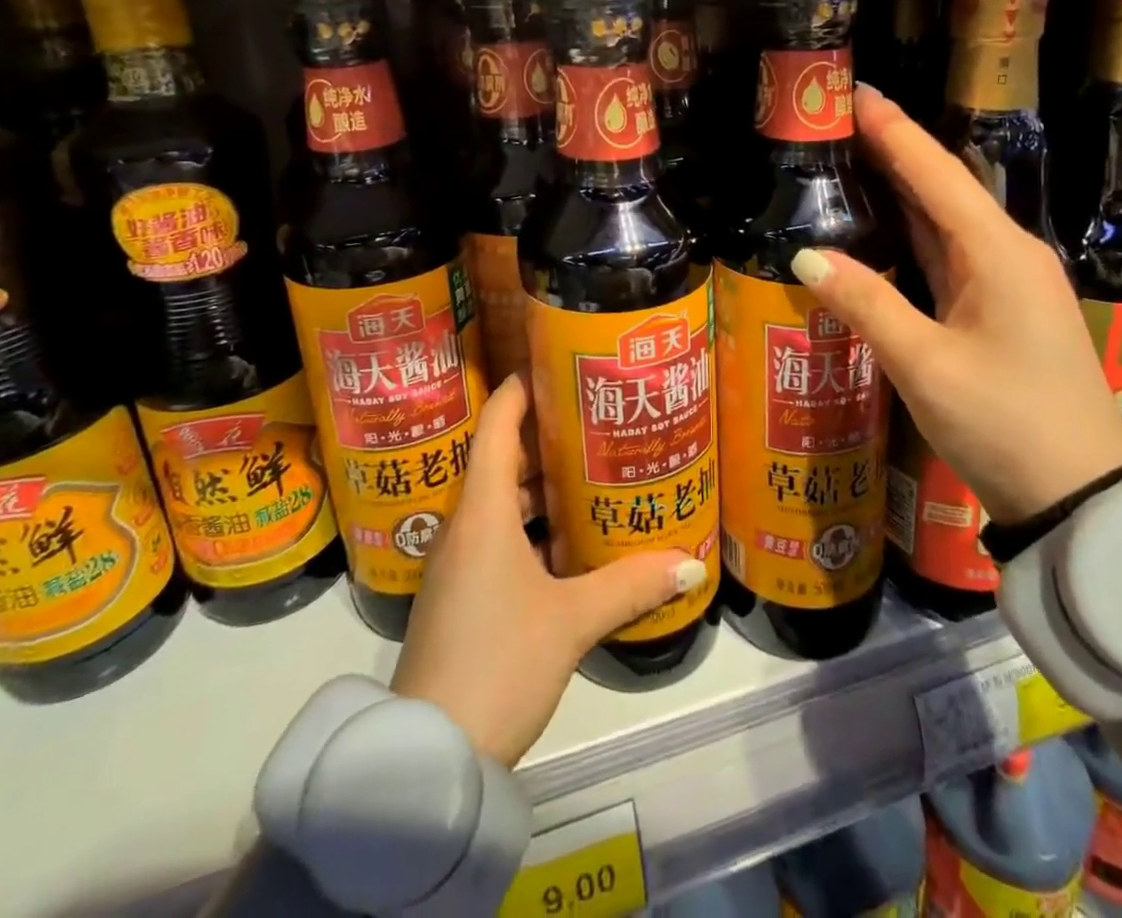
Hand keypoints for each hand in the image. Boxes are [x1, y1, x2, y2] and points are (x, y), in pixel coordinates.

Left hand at [390, 373, 705, 767]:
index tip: (556, 364)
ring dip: (540, 483)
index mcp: (482, 512)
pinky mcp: (459, 594)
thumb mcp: (571, 621)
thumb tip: (692, 565)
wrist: (430, 757)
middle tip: (595, 419)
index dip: (521, 388)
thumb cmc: (499, 663)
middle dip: (546, 435)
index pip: (497, 426)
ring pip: (500, 500)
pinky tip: (567, 539)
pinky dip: (530, 523)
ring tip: (591, 471)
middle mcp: (464, 525)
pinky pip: (497, 535)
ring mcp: (457, 562)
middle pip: (502, 458)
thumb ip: (631, 586)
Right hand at [792, 85, 1121, 524]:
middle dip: (892, 148)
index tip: (854, 91)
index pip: (936, 173)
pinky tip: (881, 222)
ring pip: (945, 219)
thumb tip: (807, 254)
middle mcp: (1007, 253)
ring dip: (901, 186)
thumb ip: (866, 302)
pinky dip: (911, 229)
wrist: (1078, 495)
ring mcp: (1006, 281)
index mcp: (997, 252)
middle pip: (942, 186)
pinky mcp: (999, 307)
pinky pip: (947, 252)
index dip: (893, 130)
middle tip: (837, 119)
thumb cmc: (1005, 424)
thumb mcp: (925, 364)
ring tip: (849, 156)